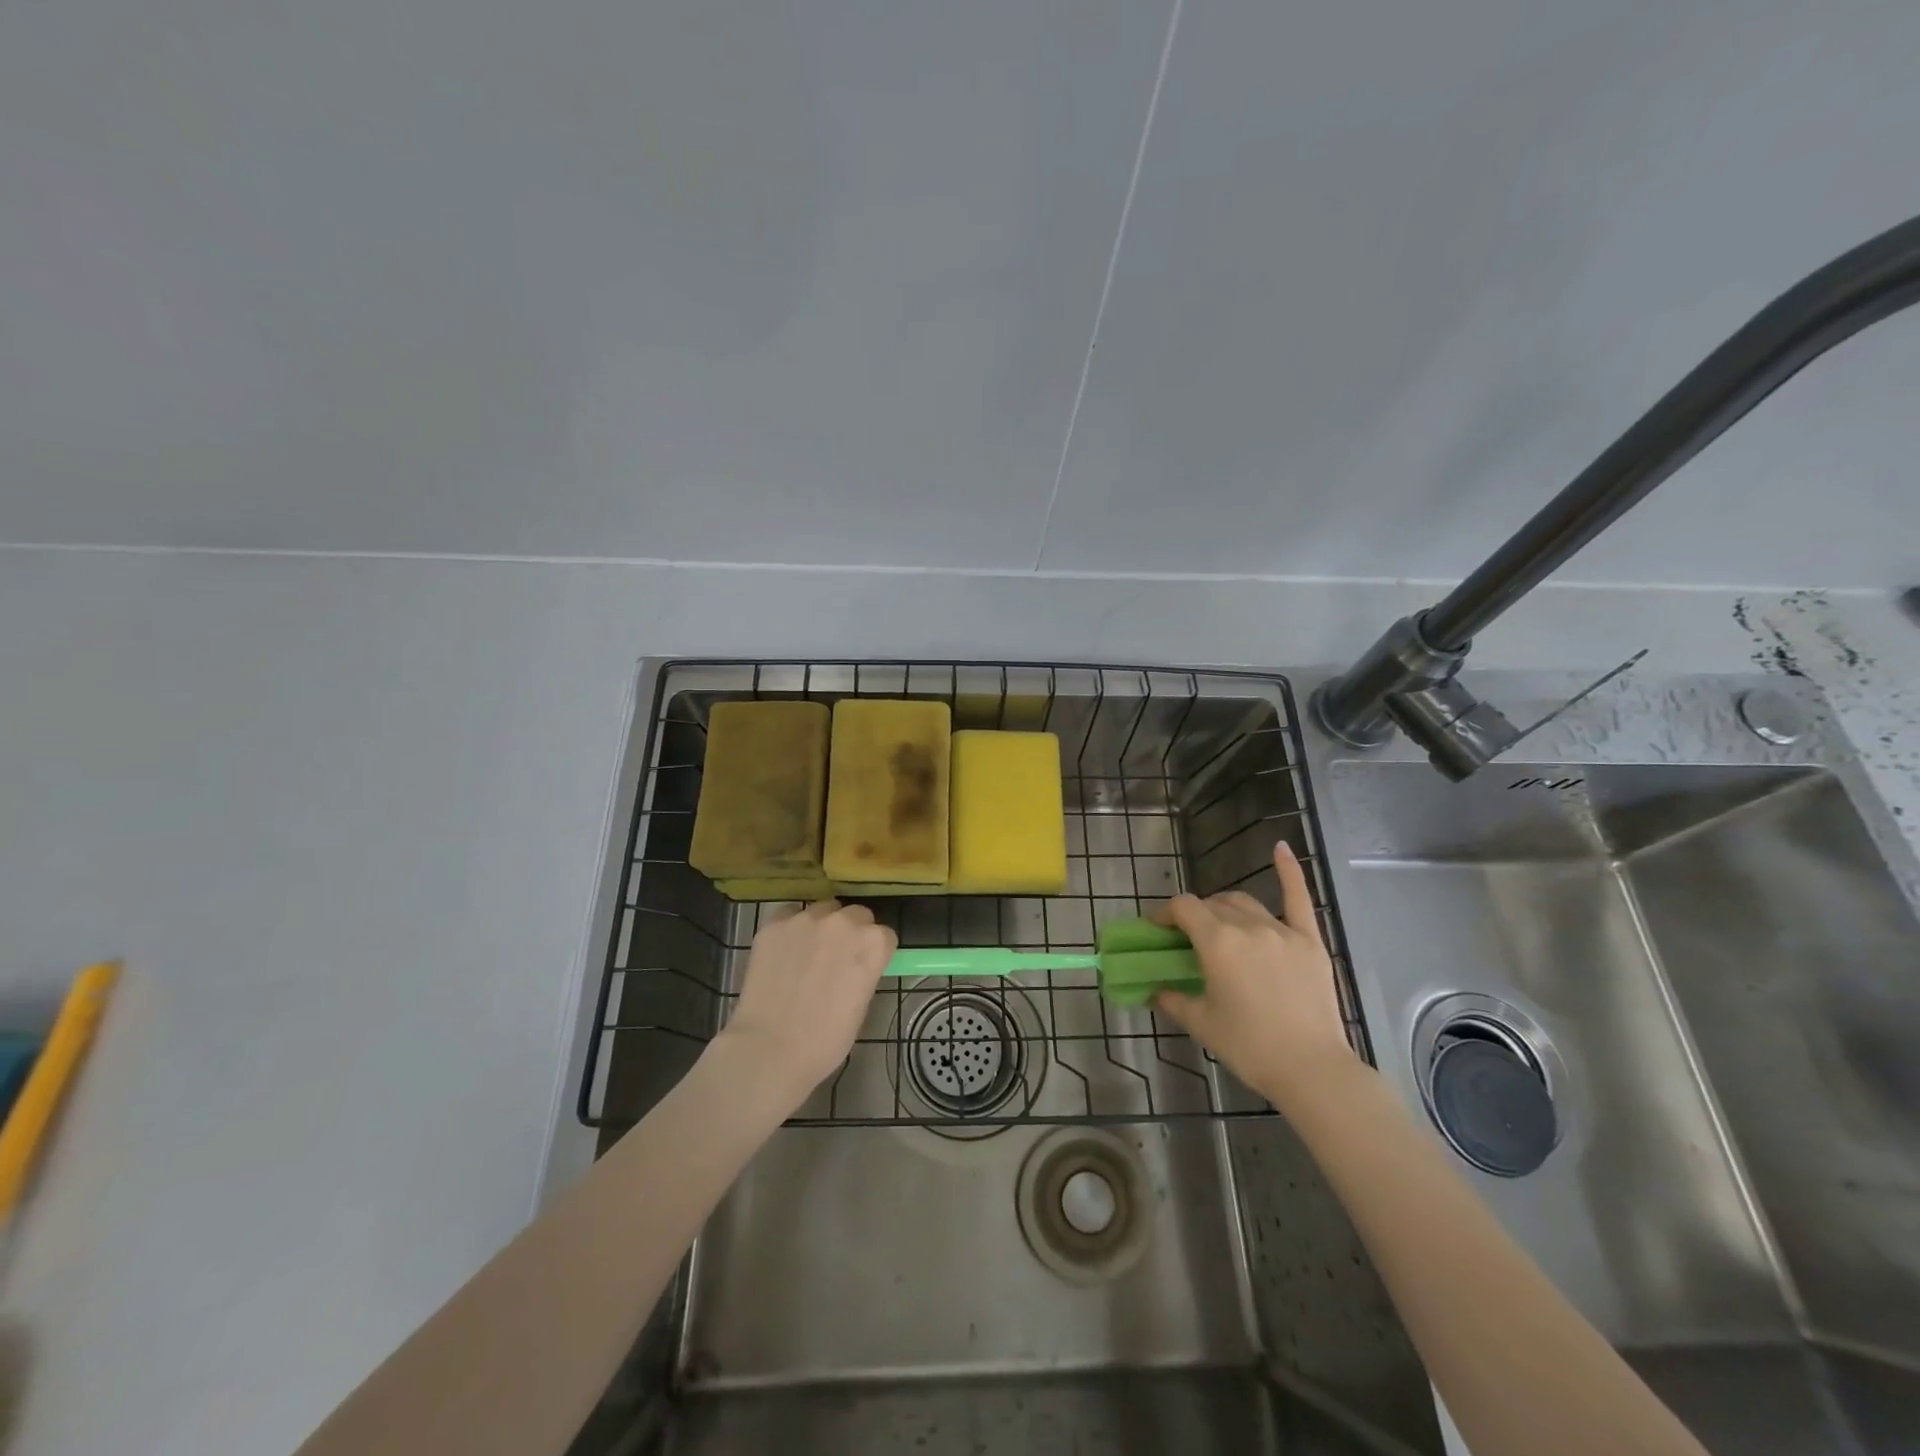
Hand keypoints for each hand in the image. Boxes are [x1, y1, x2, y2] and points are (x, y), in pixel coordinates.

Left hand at [717, 900, 896, 1108]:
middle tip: (837, 958)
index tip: (864, 967)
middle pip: (856, 914)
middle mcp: (844, 921)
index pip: (884, 935)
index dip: (874, 952)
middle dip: (851, 932)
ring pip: (823, 910)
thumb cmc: (825, 1040)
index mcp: (873, 943)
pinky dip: (790, 928)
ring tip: (807, 953)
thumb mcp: (861, 1005)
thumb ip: (864, 972)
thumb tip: (855, 965)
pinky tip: (783, 952)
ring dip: (822, 926)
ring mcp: (807, 918)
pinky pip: (789, 915)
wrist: (771, 1048)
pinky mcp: (775, 923)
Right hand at [1155, 842, 1355, 1105]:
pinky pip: (1299, 898)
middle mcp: (1247, 926)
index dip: (1165, 914)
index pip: (1183, 908)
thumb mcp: (1201, 1023)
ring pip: (1244, 903)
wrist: (1312, 1069)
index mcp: (1217, 942)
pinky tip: (1281, 848)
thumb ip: (1172, 998)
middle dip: (1195, 916)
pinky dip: (1290, 871)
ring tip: (1220, 925)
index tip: (1158, 930)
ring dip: (1225, 908)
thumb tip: (1154, 988)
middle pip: (1213, 905)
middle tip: (1188, 940)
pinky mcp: (1310, 941)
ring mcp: (1282, 931)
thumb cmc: (1249, 1046)